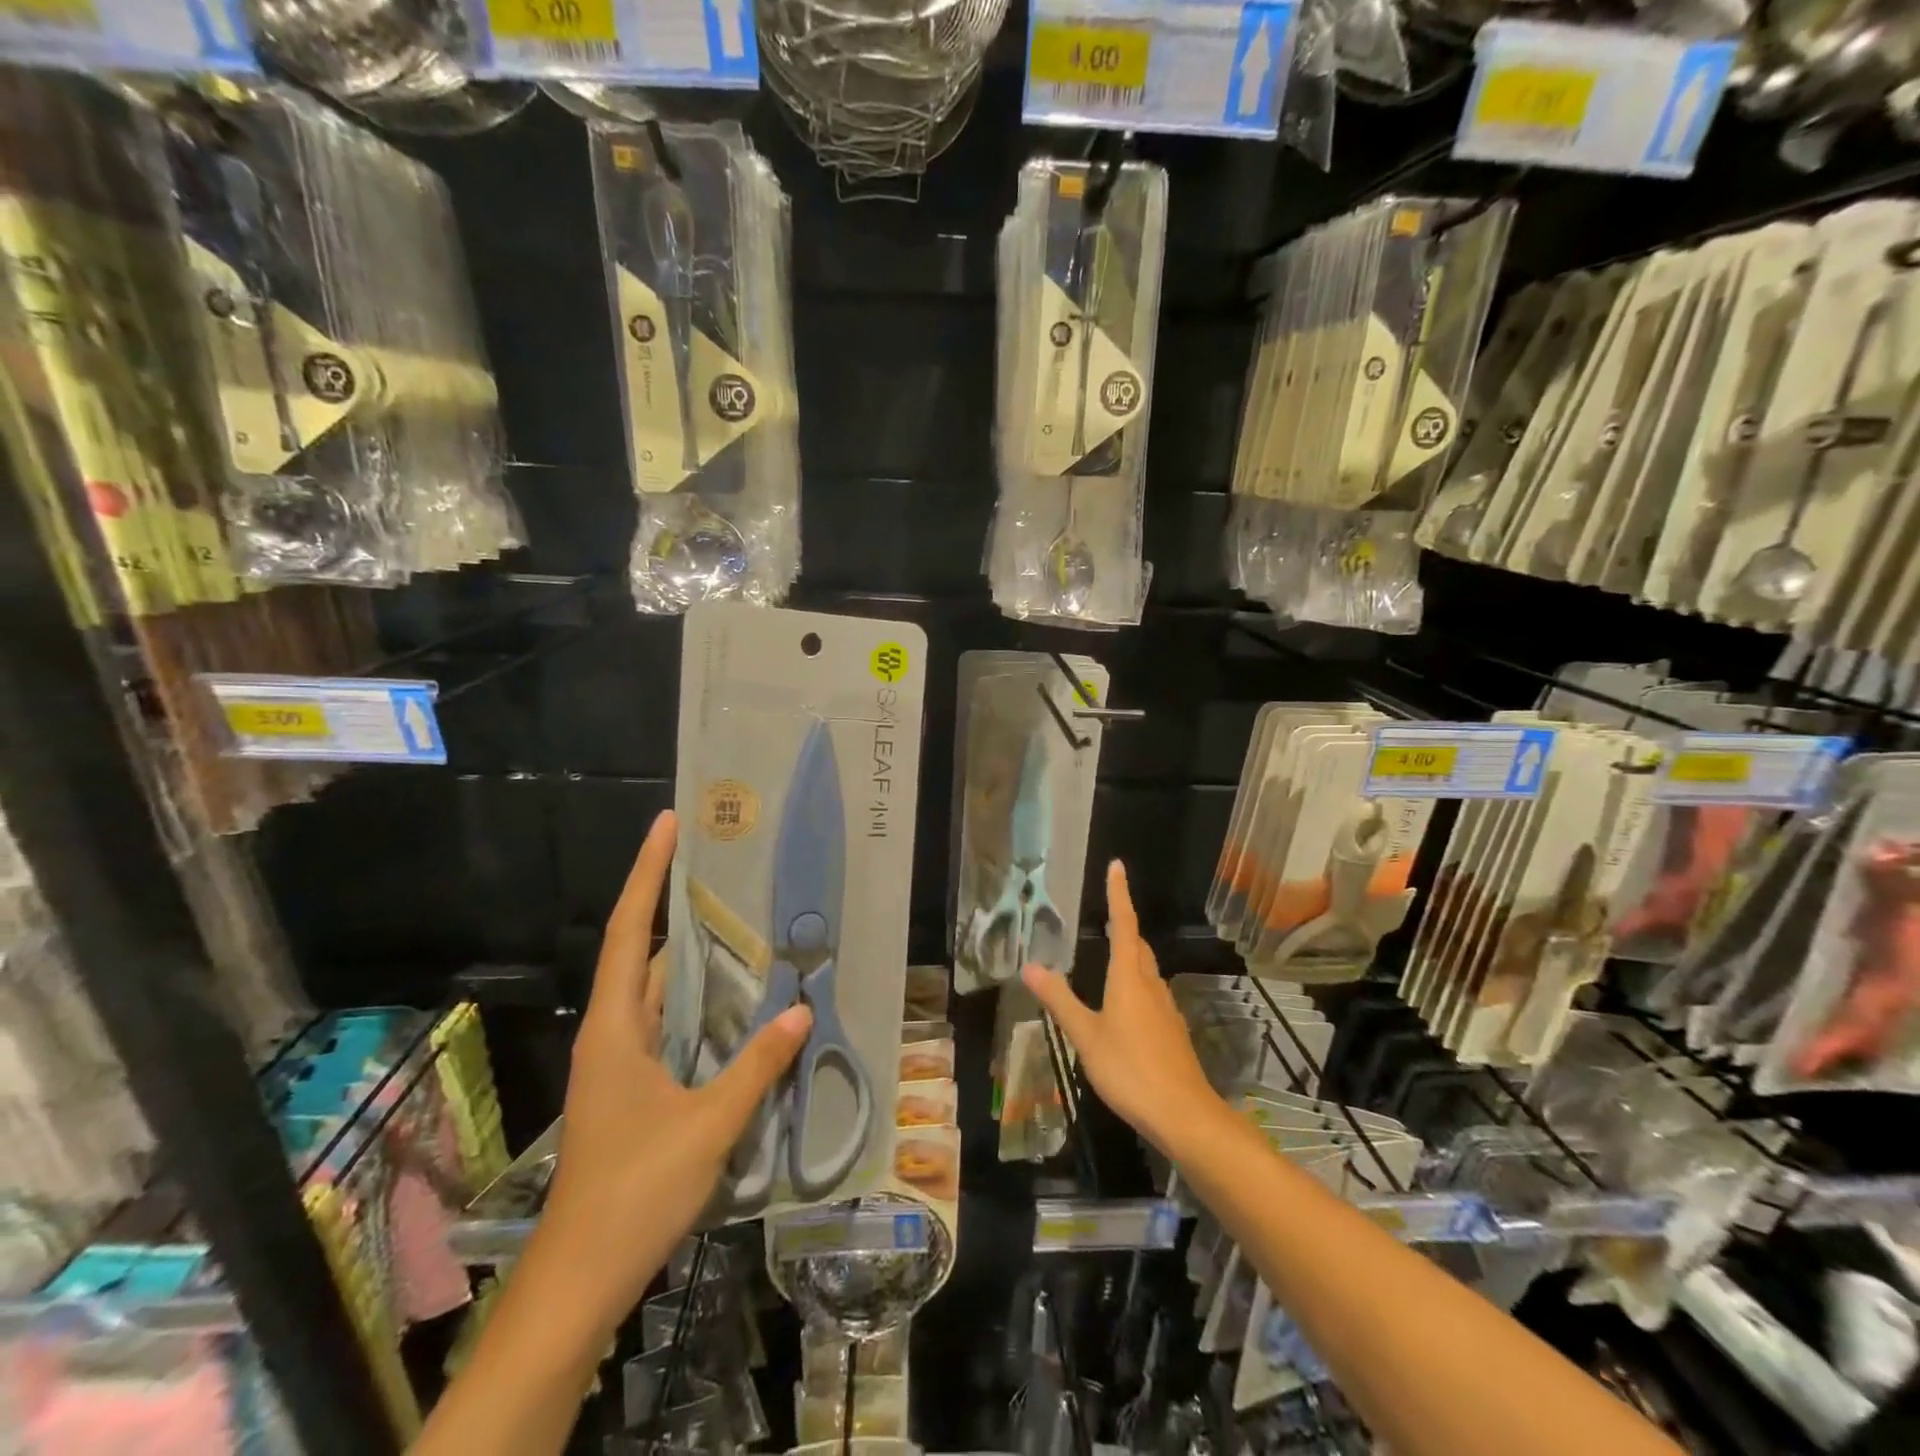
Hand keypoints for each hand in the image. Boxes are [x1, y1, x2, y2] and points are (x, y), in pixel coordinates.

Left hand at [542, 810, 810, 1322]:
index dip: (648, 874)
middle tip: (724, 867)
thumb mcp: (707, 1124)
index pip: (632, 931)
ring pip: (657, 991)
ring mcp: (620, 1062)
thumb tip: (800, 1014)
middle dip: (675, 905)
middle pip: (643, 952)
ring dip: (692, 957)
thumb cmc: (636, 1189)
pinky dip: (697, 1003)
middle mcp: (613, 1033)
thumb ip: (756, 1066)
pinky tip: (734, 1002)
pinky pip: (667, 1024)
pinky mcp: (633, 1087)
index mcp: (617, 1027)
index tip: (667, 825)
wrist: (582, 1275)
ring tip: (740, 921)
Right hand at [1021, 860, 1222, 1157]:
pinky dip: (1136, 987)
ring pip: (1146, 972)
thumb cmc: (1130, 1069)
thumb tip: (1030, 965)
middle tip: (1107, 915)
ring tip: (1110, 959)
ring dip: (1130, 958)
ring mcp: (1165, 1009)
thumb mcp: (1086, 1035)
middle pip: (1138, 946)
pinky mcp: (1172, 1032)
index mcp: (1129, 978)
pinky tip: (1124, 1009)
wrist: (1184, 1115)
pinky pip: (1151, 996)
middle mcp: (1151, 985)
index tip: (1117, 866)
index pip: (1123, 924)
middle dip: (1124, 927)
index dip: (1118, 894)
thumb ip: (1060, 999)